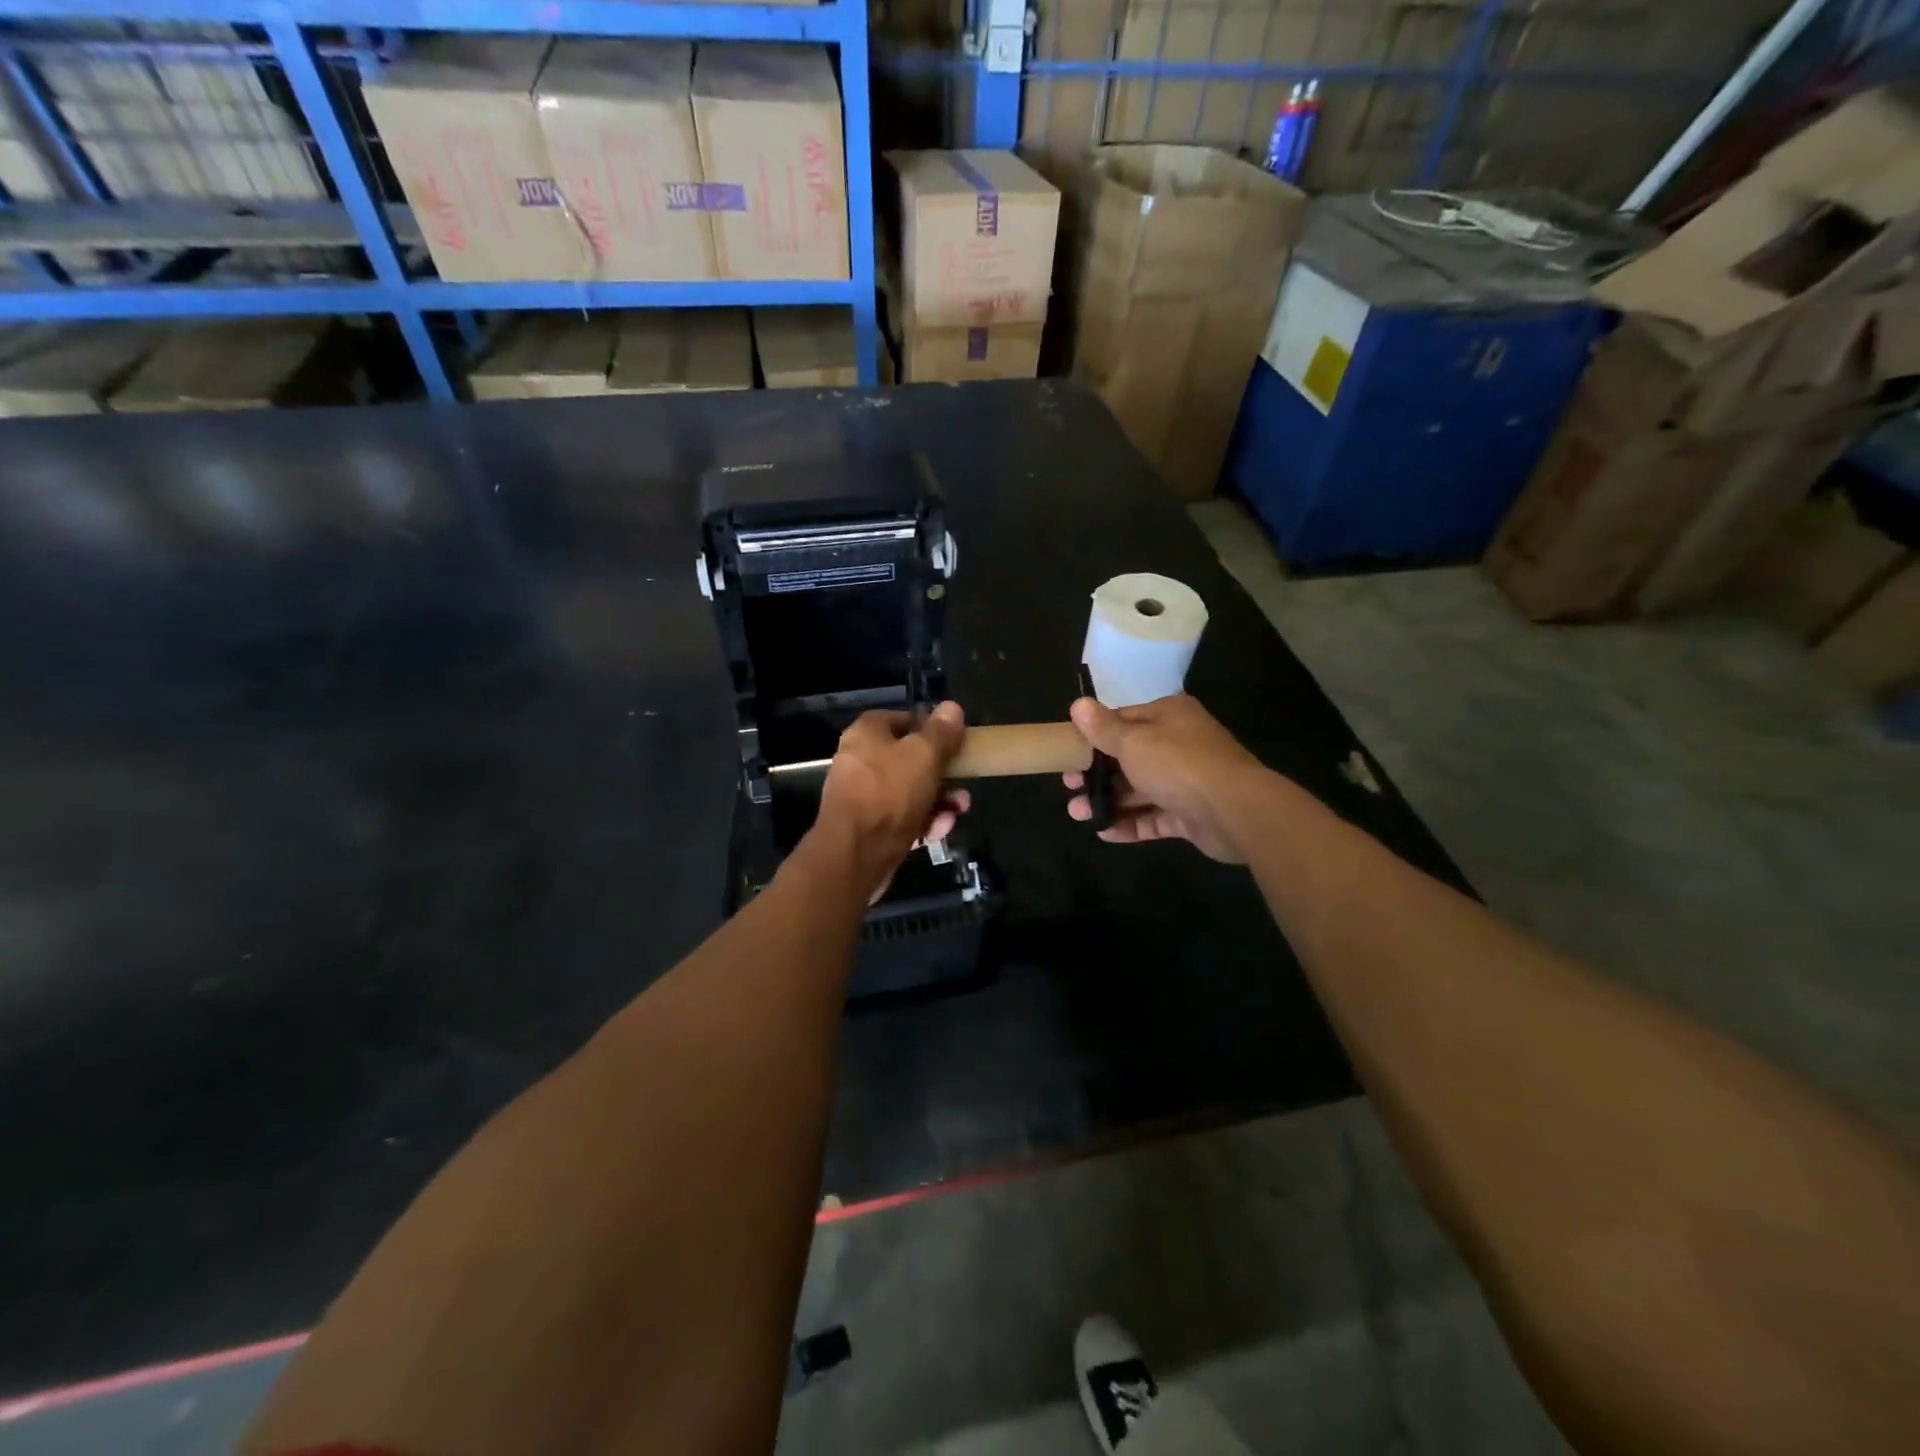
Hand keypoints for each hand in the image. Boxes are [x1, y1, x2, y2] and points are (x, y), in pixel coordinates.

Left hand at [811, 702, 970, 898]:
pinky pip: (903, 818)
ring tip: (958, 812)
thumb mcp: (924, 755)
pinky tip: (939, 832)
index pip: (903, 719)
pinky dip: (923, 822)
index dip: (931, 729)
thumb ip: (941, 732)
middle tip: (964, 785)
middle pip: (910, 759)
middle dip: (943, 774)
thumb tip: (952, 707)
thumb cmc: (889, 793)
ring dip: (939, 801)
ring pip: (911, 792)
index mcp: (867, 733)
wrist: (855, 855)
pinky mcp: (870, 828)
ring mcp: (864, 796)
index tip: (955, 742)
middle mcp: (861, 761)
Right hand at [1063, 694, 1268, 863]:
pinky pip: (1155, 817)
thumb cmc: (1178, 764)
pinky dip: (1130, 823)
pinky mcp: (1191, 814)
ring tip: (1077, 814)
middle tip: (1068, 786)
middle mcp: (1179, 744)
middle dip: (1097, 773)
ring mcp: (1187, 781)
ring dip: (1108, 800)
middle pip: (1129, 757)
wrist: (1236, 810)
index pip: (1123, 719)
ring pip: (1140, 789)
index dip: (1093, 735)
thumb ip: (1103, 728)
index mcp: (1168, 716)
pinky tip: (1104, 832)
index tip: (1068, 751)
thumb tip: (1078, 704)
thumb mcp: (1132, 741)